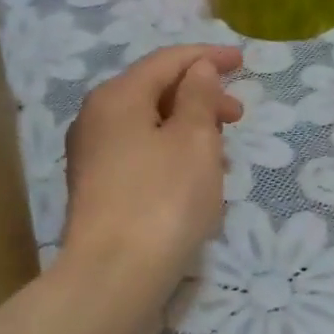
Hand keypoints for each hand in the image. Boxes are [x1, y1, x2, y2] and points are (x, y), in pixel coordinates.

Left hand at [60, 44, 243, 287]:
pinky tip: (194, 176)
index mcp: (117, 96)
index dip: (206, 57)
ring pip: (148, 124)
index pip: (167, 61)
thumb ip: (199, 96)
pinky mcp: (96, 187)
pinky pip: (139, 152)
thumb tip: (197, 70)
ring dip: (188, 128)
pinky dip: (170, 152)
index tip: (242, 62)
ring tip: (222, 151)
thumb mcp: (195, 140)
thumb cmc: (163, 199)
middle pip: (154, 91)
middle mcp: (96, 117)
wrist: (113, 275)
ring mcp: (91, 154)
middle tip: (238, 116)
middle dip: (200, 97)